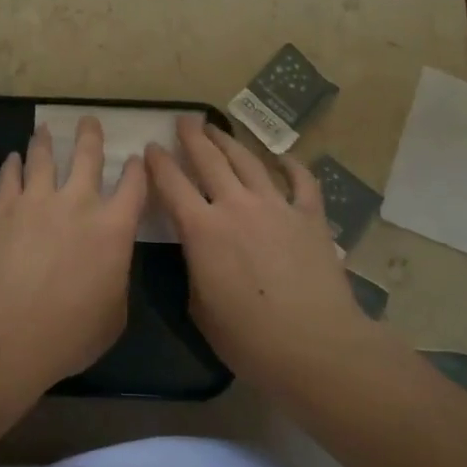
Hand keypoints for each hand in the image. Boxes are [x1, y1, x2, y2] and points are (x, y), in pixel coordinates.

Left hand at [0, 116, 147, 392]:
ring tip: (44, 129)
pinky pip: (9, 178)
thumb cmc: (70, 333)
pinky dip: (13, 165)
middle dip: (90, 136)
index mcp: (113, 229)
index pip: (133, 187)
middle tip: (89, 120)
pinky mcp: (3, 209)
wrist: (7, 331)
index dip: (136, 170)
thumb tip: (107, 268)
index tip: (135, 158)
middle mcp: (78, 204)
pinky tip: (13, 158)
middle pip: (87, 157)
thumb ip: (115, 280)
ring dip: (45, 141)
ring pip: (43, 158)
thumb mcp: (114, 315)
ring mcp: (37, 201)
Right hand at [145, 117, 373, 390]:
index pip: (172, 184)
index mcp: (202, 230)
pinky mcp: (310, 216)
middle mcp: (236, 206)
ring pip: (248, 162)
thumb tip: (200, 253)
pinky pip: (301, 181)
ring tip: (218, 129)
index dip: (159, 163)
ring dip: (230, 142)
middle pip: (209, 160)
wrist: (315, 346)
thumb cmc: (249, 338)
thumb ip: (195, 269)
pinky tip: (283, 158)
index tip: (152, 147)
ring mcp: (276, 206)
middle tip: (185, 120)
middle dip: (193, 137)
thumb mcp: (200, 308)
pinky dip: (291, 165)